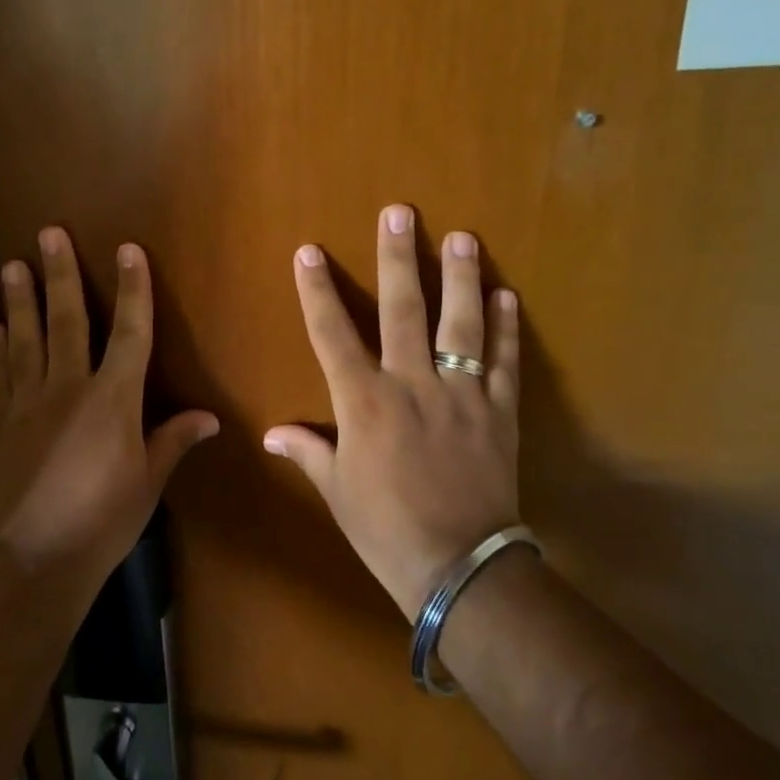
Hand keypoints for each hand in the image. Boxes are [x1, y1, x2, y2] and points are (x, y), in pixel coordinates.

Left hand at [0, 227, 218, 600]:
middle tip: (48, 234)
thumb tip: (209, 418)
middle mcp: (67, 388)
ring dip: (19, 300)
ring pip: (25, 339)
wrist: (34, 558)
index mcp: (113, 399)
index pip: (129, 332)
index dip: (133, 289)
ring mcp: (27, 403)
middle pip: (67, 320)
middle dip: (61, 275)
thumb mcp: (148, 482)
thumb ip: (172, 441)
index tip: (129, 251)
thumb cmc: (103, 520)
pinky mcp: (0, 424)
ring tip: (11, 265)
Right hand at [265, 205, 521, 614]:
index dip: (317, 291)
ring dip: (462, 278)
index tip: (309, 252)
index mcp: (364, 402)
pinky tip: (507, 296)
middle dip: (399, 259)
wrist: (457, 565)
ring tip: (462, 237)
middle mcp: (411, 385)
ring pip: (461, 325)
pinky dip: (507, 329)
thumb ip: (308, 451)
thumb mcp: (337, 490)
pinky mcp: (499, 413)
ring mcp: (461, 395)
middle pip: (404, 310)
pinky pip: (505, 363)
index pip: (332, 334)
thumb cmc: (384, 527)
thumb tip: (272, 433)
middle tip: (400, 214)